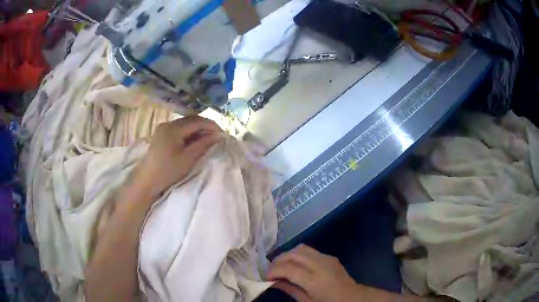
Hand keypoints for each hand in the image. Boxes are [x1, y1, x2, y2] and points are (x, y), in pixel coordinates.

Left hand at [131, 116, 222, 199]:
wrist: (147, 181)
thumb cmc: (167, 171)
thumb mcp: (188, 159)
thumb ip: (203, 144)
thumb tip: (218, 136)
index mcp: (173, 128)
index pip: (197, 121)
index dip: (212, 125)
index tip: (223, 134)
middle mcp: (168, 124)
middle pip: (191, 120)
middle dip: (206, 127)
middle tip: (217, 137)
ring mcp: (163, 128)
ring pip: (186, 124)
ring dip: (198, 130)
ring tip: (208, 140)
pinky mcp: (162, 134)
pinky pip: (179, 130)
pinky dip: (189, 134)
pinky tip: (195, 142)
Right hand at [267, 245, 362, 301]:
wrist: (353, 298)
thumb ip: (290, 290)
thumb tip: (273, 282)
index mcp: (315, 280)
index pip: (288, 268)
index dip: (273, 271)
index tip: (265, 277)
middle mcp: (320, 264)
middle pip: (293, 254)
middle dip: (278, 260)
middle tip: (271, 271)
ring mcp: (327, 258)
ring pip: (301, 248)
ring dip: (288, 255)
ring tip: (281, 267)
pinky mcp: (330, 256)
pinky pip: (310, 251)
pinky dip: (298, 255)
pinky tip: (296, 266)